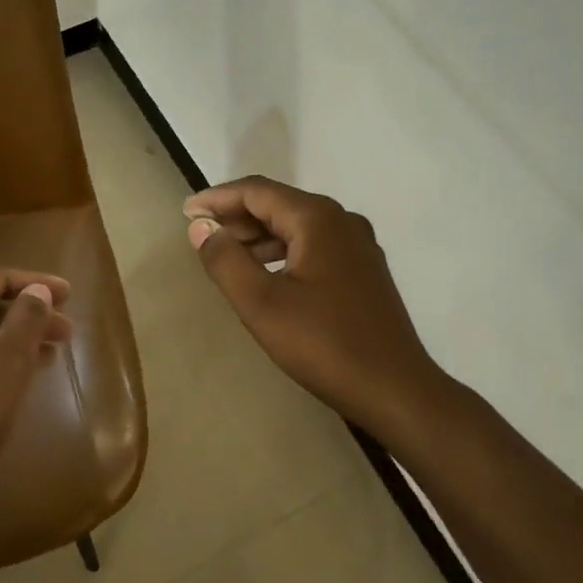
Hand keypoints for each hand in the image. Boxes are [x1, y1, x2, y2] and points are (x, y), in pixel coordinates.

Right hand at [184, 176, 439, 430]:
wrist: (396, 391)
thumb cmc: (324, 344)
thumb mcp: (261, 303)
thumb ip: (225, 260)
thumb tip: (201, 227)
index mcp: (317, 219)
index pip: (257, 191)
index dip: (217, 198)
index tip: (186, 212)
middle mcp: (341, 221)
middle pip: (278, 205)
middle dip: (236, 216)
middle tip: (200, 233)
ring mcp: (358, 247)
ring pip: (296, 227)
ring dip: (258, 236)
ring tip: (225, 255)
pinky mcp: (364, 272)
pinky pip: (313, 246)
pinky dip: (282, 252)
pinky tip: (265, 275)